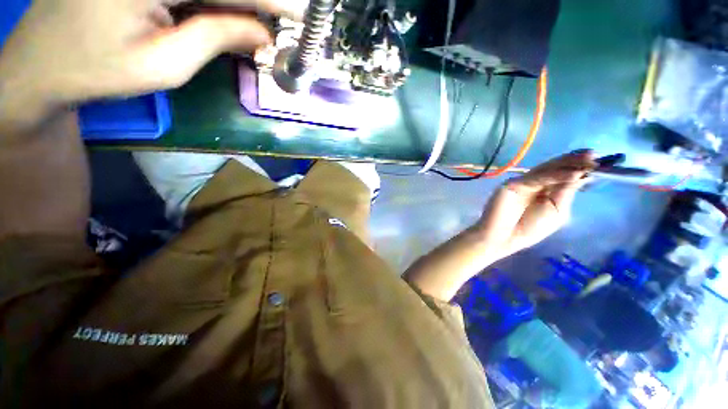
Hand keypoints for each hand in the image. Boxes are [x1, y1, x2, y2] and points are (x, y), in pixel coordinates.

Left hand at [0, 0, 303, 132]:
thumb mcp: (165, 63)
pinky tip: (229, 17)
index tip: (302, 17)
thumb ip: (216, 38)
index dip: (271, 1)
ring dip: (235, 4)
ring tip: (258, 25)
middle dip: (254, 3)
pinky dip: (214, 2)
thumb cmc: (98, 68)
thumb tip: (262, 35)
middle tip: (284, 22)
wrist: (43, 62)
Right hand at [475, 150, 596, 259]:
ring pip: (546, 170)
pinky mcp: (513, 184)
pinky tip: (573, 173)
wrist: (502, 237)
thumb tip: (580, 174)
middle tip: (594, 155)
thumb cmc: (529, 229)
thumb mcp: (556, 212)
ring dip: (567, 163)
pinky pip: (536, 178)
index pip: (564, 175)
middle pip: (556, 169)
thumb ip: (565, 192)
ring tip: (588, 158)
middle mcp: (535, 183)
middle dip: (575, 162)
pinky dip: (555, 175)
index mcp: (547, 191)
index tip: (599, 162)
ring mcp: (523, 182)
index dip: (579, 168)